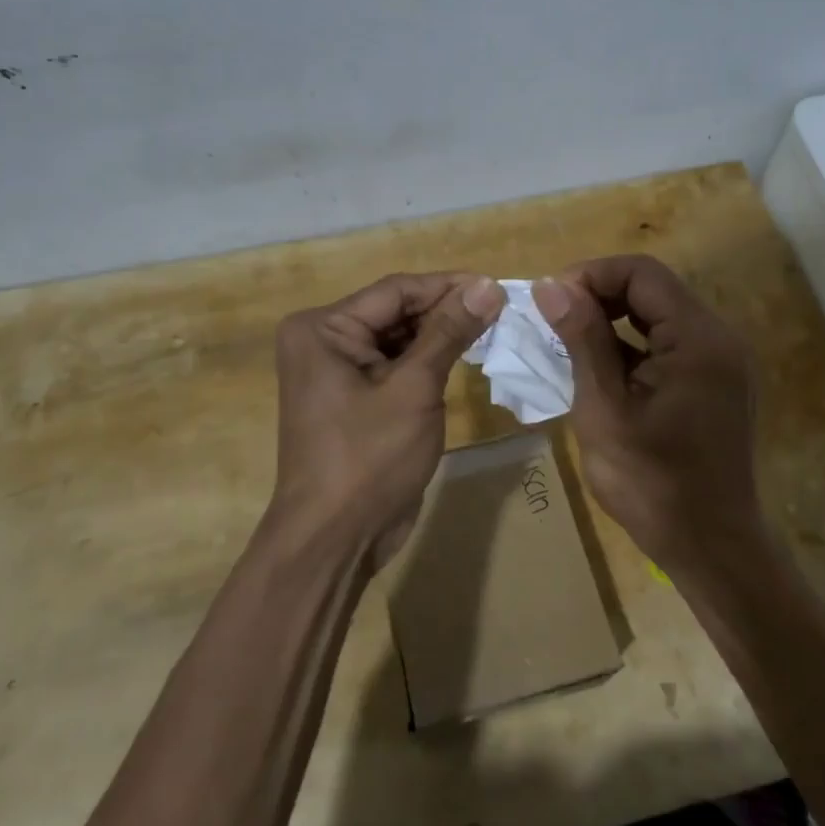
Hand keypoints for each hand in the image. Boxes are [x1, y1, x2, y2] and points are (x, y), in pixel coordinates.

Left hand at [269, 273, 504, 563]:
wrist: (335, 539)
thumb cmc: (369, 458)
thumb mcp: (414, 389)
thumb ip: (450, 332)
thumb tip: (488, 286)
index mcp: (323, 328)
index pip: (396, 291)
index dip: (449, 286)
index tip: (498, 286)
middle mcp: (323, 341)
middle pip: (396, 312)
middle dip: (446, 311)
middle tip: (502, 310)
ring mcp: (336, 371)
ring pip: (398, 338)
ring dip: (441, 335)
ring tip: (493, 328)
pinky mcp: (354, 397)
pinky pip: (395, 365)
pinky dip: (428, 361)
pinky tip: (465, 356)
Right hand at [534, 256, 761, 566]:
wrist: (709, 547)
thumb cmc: (651, 483)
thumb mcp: (604, 408)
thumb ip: (582, 340)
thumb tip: (552, 285)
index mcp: (699, 339)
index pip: (642, 273)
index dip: (591, 274)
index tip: (551, 301)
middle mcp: (719, 338)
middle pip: (653, 290)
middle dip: (599, 296)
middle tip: (554, 322)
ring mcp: (720, 362)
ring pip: (658, 316)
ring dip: (612, 321)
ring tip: (567, 344)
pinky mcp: (714, 383)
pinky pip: (668, 345)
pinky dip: (631, 347)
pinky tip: (599, 370)